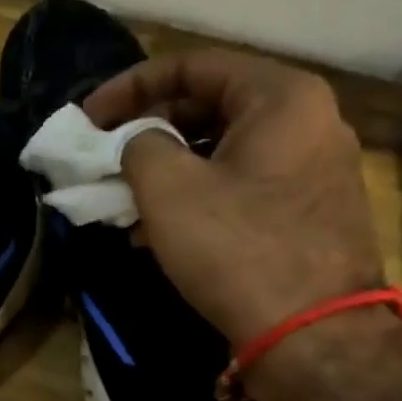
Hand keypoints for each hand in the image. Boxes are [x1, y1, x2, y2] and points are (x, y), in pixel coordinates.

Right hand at [83, 50, 382, 347]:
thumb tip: (137, 143)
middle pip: (209, 108)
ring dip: (166, 173)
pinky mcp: (308, 214)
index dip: (129, 88)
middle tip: (105, 162)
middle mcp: (307, 121)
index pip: (192, 66)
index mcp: (280, 97)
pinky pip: (240, 188)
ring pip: (222, 153)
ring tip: (124, 203)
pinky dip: (196, 199)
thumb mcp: (169, 190)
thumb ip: (138, 147)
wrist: (311, 334)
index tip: (87, 119)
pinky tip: (160, 233)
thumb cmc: (237, 248)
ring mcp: (313, 170)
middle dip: (147, 134)